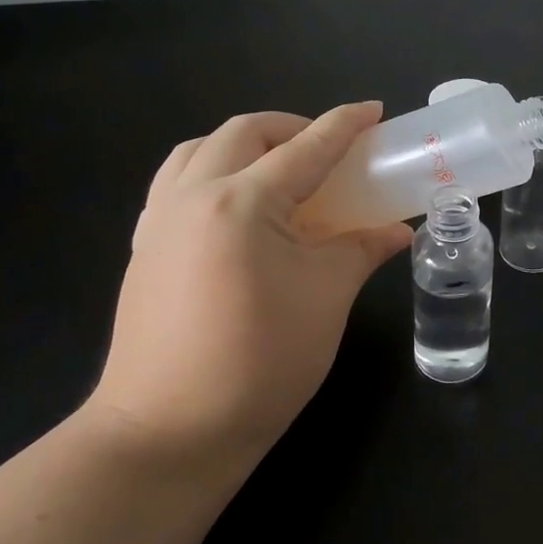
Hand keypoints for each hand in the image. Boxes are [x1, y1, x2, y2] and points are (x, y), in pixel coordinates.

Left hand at [89, 105, 411, 474]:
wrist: (168, 433)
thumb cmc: (260, 362)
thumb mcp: (326, 298)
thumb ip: (361, 249)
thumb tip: (397, 230)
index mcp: (243, 202)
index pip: (306, 147)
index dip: (345, 124)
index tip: (374, 110)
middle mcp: (193, 195)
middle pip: (245, 132)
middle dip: (292, 126)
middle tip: (329, 148)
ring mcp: (160, 220)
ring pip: (199, 149)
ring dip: (244, 143)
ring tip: (278, 167)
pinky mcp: (145, 247)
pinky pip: (176, 182)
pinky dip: (211, 171)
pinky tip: (236, 206)